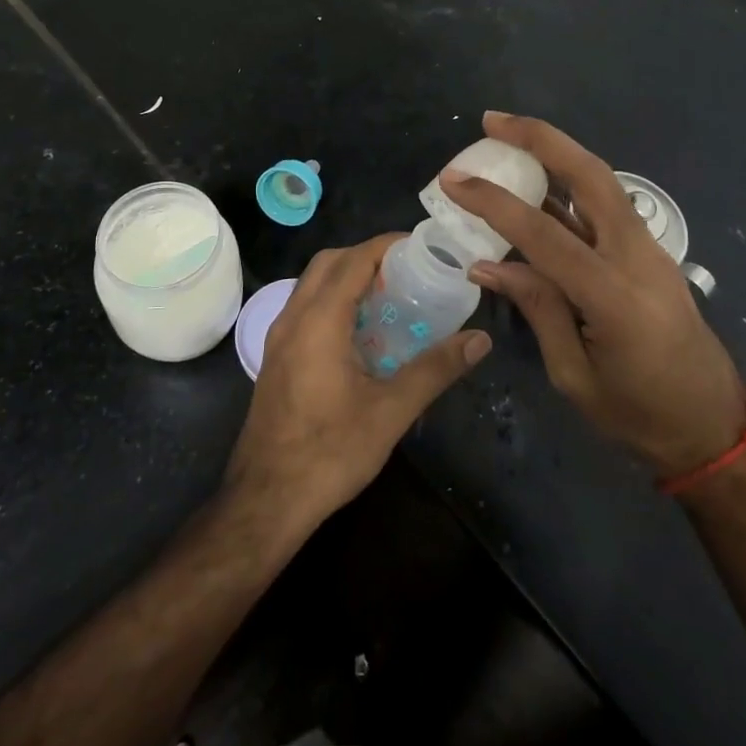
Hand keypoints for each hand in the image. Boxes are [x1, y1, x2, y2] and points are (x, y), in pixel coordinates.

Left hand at [225, 234, 491, 525]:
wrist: (266, 500)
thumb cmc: (329, 453)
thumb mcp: (390, 412)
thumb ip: (435, 370)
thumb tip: (480, 339)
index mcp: (318, 321)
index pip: (353, 259)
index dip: (386, 245)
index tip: (421, 247)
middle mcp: (293, 318)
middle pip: (328, 263)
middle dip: (366, 256)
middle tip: (407, 271)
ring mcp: (278, 338)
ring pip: (312, 284)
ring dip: (347, 277)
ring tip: (389, 296)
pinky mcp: (275, 358)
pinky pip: (305, 308)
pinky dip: (332, 301)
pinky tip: (361, 333)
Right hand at [440, 113, 745, 479]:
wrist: (711, 425)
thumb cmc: (639, 415)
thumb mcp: (575, 375)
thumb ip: (537, 308)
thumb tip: (487, 263)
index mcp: (615, 297)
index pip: (544, 235)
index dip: (495, 203)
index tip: (454, 180)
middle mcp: (638, 257)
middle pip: (591, 176)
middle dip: (541, 139)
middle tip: (493, 121)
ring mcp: (650, 249)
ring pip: (602, 181)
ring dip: (556, 152)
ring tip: (508, 137)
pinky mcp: (650, 252)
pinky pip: (605, 204)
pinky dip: (569, 183)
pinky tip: (539, 182)